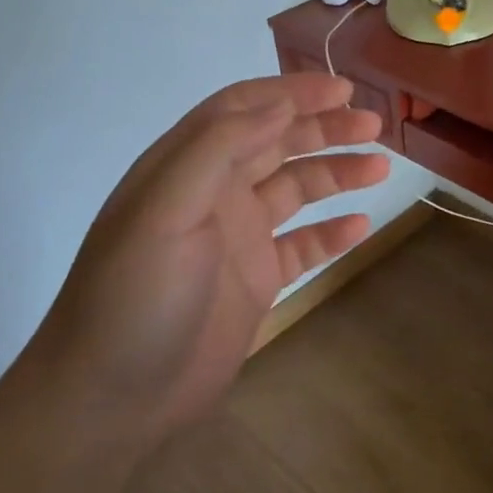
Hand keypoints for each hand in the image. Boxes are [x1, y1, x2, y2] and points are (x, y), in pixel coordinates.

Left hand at [32, 74, 388, 434]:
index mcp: (186, 165)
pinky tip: (362, 227)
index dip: (292, 92)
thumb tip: (280, 103)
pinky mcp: (255, 279)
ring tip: (380, 167)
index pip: (244, 108)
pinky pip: (302, 245)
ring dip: (337, 174)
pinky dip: (331, 232)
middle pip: (277, 143)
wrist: (112, 401)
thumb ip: (220, 148)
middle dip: (325, 129)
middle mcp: (214, 192)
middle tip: (374, 126)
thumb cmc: (136, 295)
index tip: (342, 90)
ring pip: (296, 189)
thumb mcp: (167, 209)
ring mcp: (237, 237)